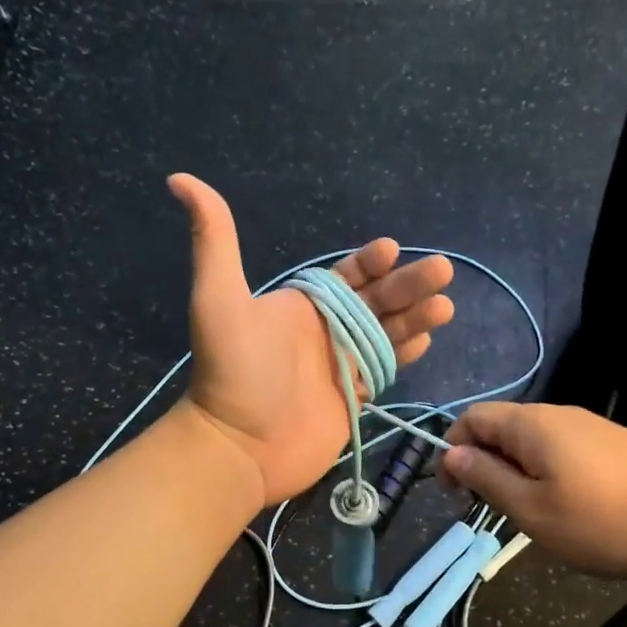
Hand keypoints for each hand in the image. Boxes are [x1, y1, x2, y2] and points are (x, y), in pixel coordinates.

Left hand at [170, 174, 454, 508]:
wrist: (238, 446)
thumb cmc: (233, 371)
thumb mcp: (218, 298)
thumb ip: (213, 240)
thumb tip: (180, 179)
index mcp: (301, 306)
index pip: (345, 276)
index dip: (369, 261)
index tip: (392, 249)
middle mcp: (324, 331)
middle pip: (376, 300)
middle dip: (408, 284)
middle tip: (442, 270)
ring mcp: (340, 365)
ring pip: (387, 333)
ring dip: (416, 317)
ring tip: (445, 305)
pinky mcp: (352, 399)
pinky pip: (384, 368)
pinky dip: (406, 354)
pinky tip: (427, 340)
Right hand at [437, 402, 626, 577]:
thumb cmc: (602, 520)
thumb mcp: (531, 509)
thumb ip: (486, 478)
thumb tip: (452, 454)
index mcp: (531, 424)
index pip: (472, 418)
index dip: (452, 449)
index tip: (453, 491)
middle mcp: (558, 414)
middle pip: (501, 426)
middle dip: (483, 462)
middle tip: (490, 507)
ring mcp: (589, 426)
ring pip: (531, 440)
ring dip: (514, 469)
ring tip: (526, 511)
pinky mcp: (611, 442)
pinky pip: (560, 448)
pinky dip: (544, 470)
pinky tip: (563, 504)